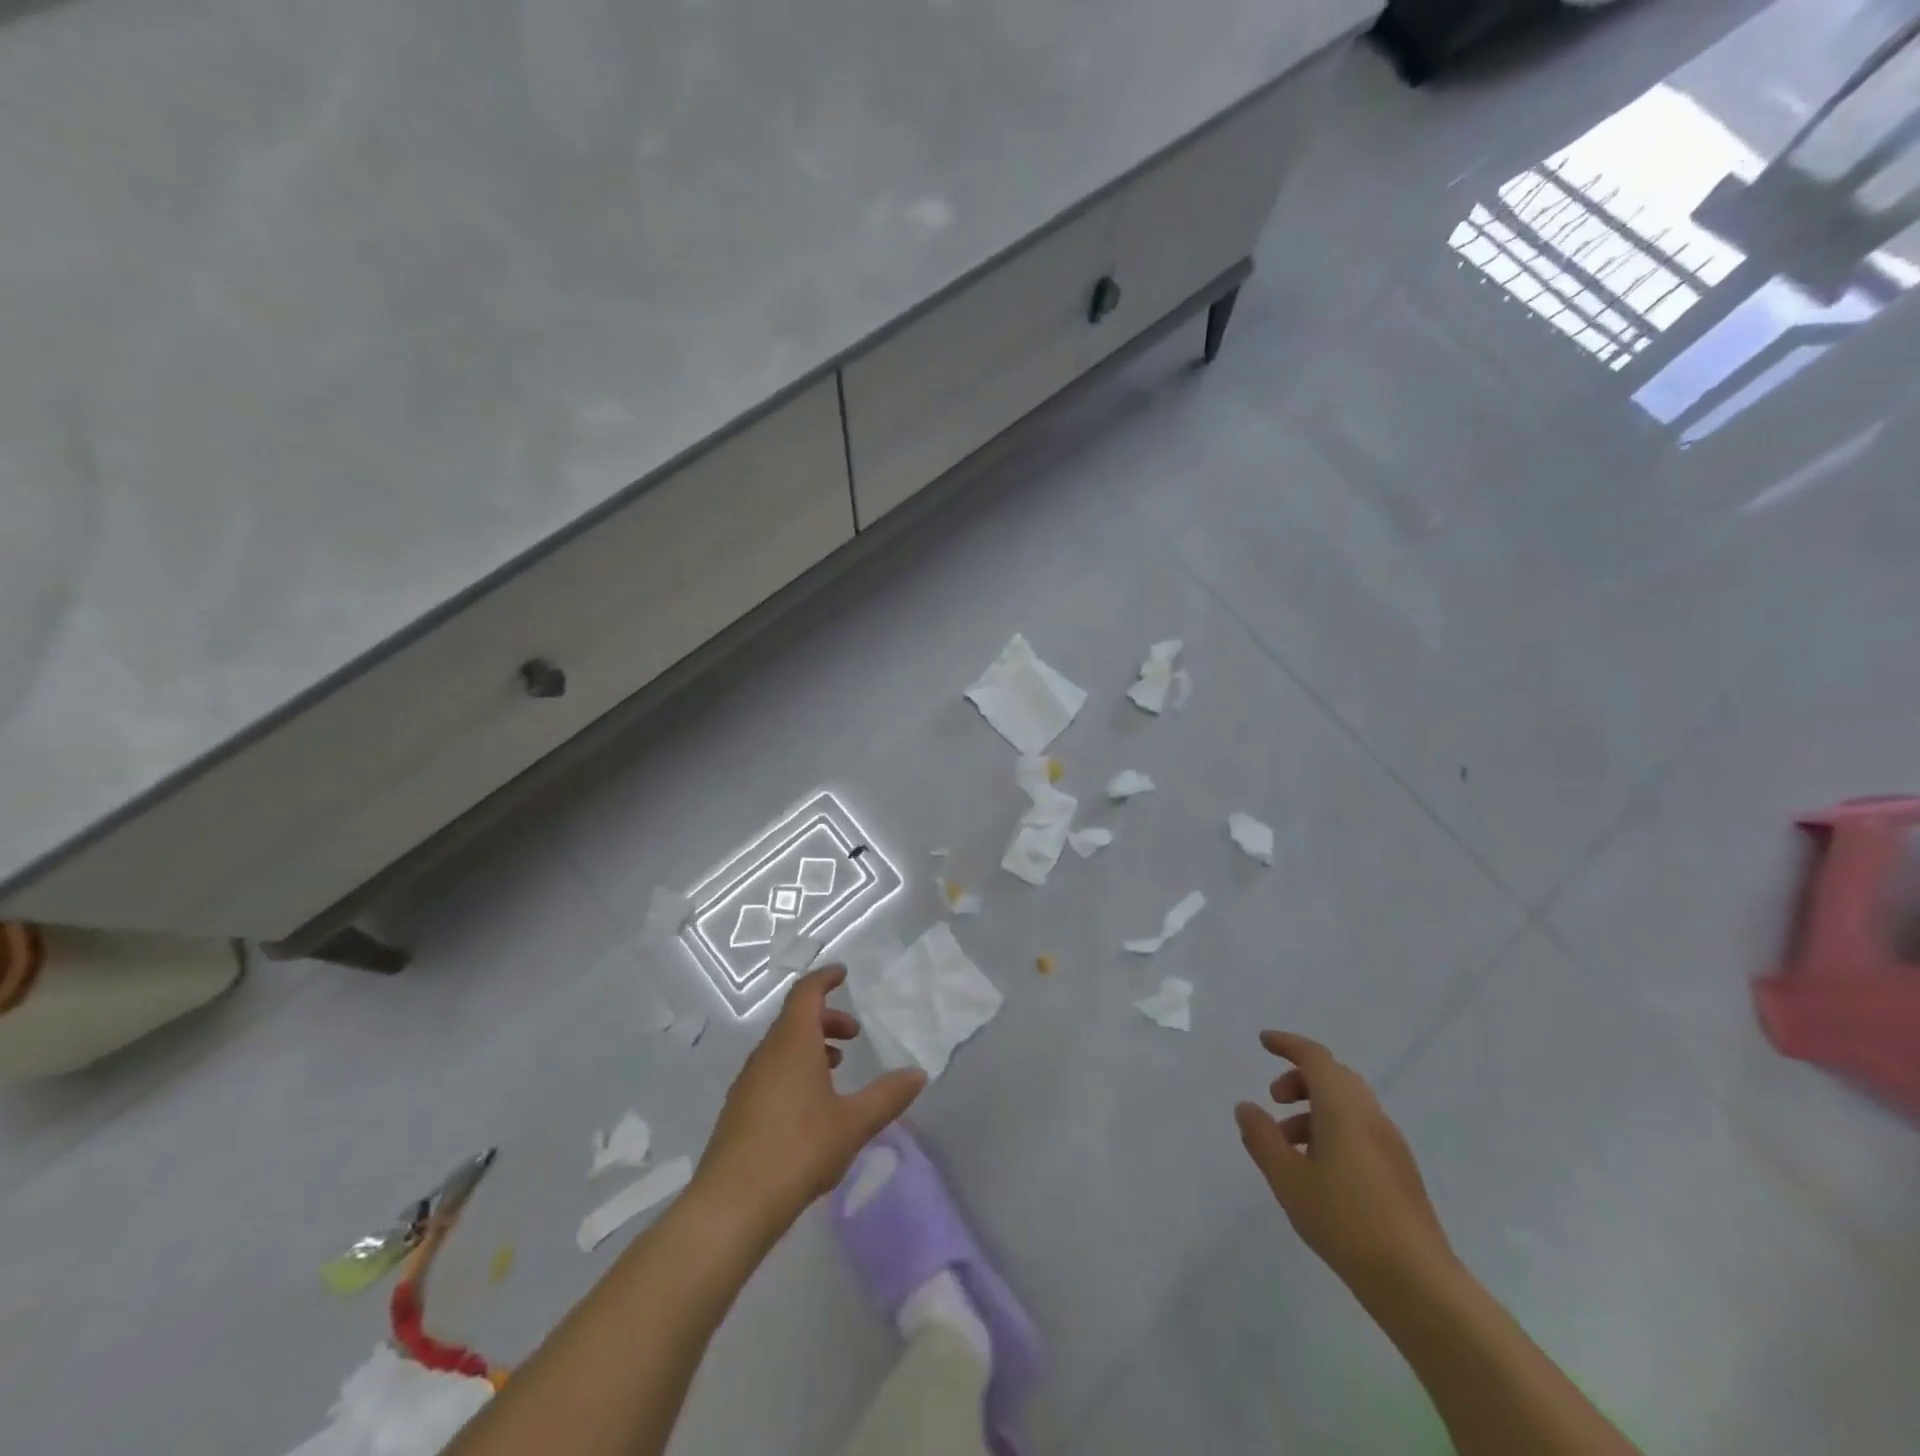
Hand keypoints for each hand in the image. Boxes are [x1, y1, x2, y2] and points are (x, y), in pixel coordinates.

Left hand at [696, 966, 926, 1227]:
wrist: (732, 1204)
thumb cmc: (798, 1150)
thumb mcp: (853, 1123)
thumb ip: (887, 1096)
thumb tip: (918, 1074)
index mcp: (792, 1043)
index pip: (806, 993)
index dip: (824, 979)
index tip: (843, 974)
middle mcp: (766, 1054)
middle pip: (794, 1019)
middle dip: (826, 1019)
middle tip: (853, 1036)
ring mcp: (748, 1082)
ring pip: (782, 1046)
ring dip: (810, 1046)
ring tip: (836, 1069)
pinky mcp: (739, 1110)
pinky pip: (771, 1070)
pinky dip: (795, 1068)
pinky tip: (810, 1105)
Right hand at [1235, 1030, 1453, 1291]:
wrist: (1417, 1283)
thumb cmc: (1344, 1221)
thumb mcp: (1288, 1179)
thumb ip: (1262, 1138)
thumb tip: (1246, 1107)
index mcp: (1344, 1108)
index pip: (1315, 1058)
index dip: (1288, 1044)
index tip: (1264, 1042)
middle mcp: (1371, 1116)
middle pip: (1334, 1077)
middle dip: (1300, 1079)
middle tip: (1274, 1100)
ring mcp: (1391, 1145)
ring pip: (1348, 1106)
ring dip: (1314, 1110)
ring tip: (1288, 1145)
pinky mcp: (1401, 1172)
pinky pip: (1360, 1130)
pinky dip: (1333, 1130)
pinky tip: (1318, 1170)